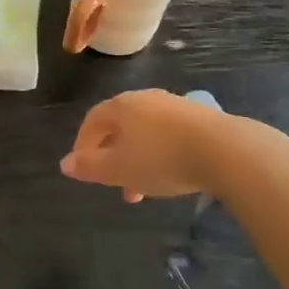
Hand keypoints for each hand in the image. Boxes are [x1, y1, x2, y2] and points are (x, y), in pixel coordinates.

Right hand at [61, 90, 229, 202]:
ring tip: (144, 189)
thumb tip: (65, 163)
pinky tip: (170, 174)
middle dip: (113, 156)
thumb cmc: (161, 159)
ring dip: (138, 159)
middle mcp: (145, 99)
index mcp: (121, 106)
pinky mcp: (198, 116)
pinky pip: (168, 134)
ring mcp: (173, 105)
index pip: (92, 121)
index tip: (83, 170)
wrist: (223, 149)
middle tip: (114, 185)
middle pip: (119, 126)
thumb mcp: (118, 169)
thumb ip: (90, 167)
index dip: (84, 145)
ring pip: (144, 133)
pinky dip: (160, 154)